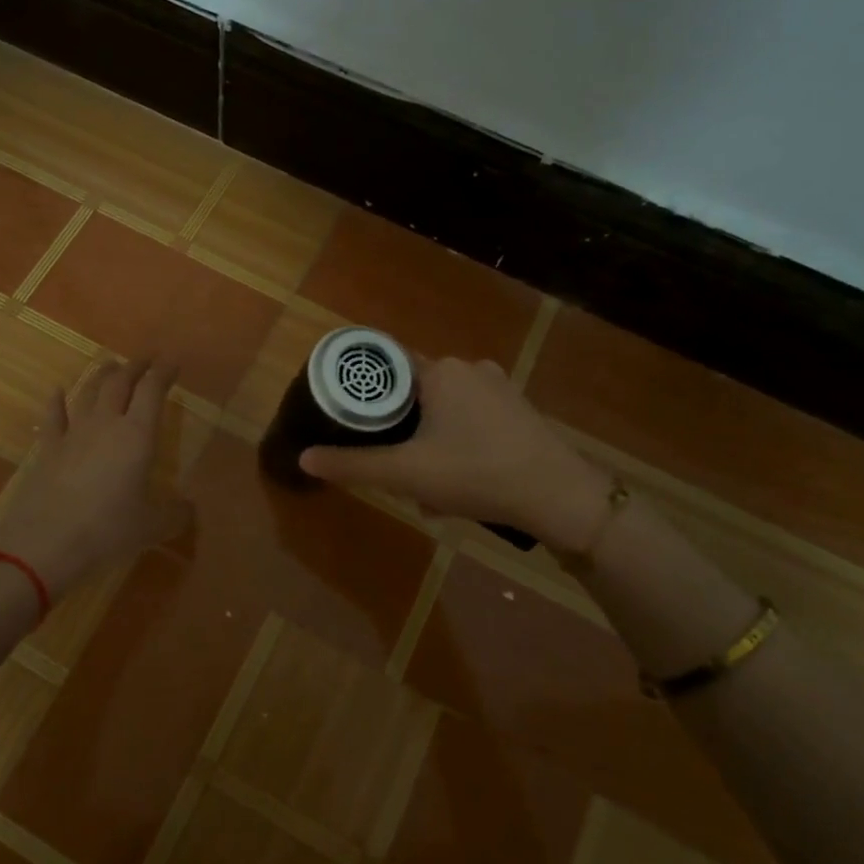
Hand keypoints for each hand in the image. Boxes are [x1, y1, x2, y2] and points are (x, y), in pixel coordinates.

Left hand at [0, 358, 193, 599]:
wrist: (45, 542)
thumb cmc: (107, 530)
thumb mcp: (151, 527)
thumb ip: (175, 514)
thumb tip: (189, 508)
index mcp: (137, 435)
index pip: (152, 391)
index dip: (163, 373)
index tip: (173, 363)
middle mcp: (106, 424)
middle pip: (120, 383)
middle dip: (135, 367)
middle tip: (146, 359)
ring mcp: (73, 433)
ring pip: (88, 392)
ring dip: (101, 375)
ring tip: (110, 365)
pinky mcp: (47, 449)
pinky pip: (53, 416)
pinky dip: (56, 401)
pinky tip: (56, 391)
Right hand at [299, 356, 601, 539]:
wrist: (559, 496)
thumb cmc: (476, 473)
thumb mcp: (407, 473)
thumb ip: (353, 465)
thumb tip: (303, 458)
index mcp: (440, 370)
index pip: (387, 367)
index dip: (365, 392)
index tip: (350, 418)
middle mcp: (469, 367)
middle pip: (415, 393)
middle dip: (401, 431)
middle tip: (395, 468)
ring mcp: (499, 387)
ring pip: (444, 410)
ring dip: (429, 442)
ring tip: (427, 487)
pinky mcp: (518, 409)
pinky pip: (472, 419)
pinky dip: (457, 444)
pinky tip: (460, 483)